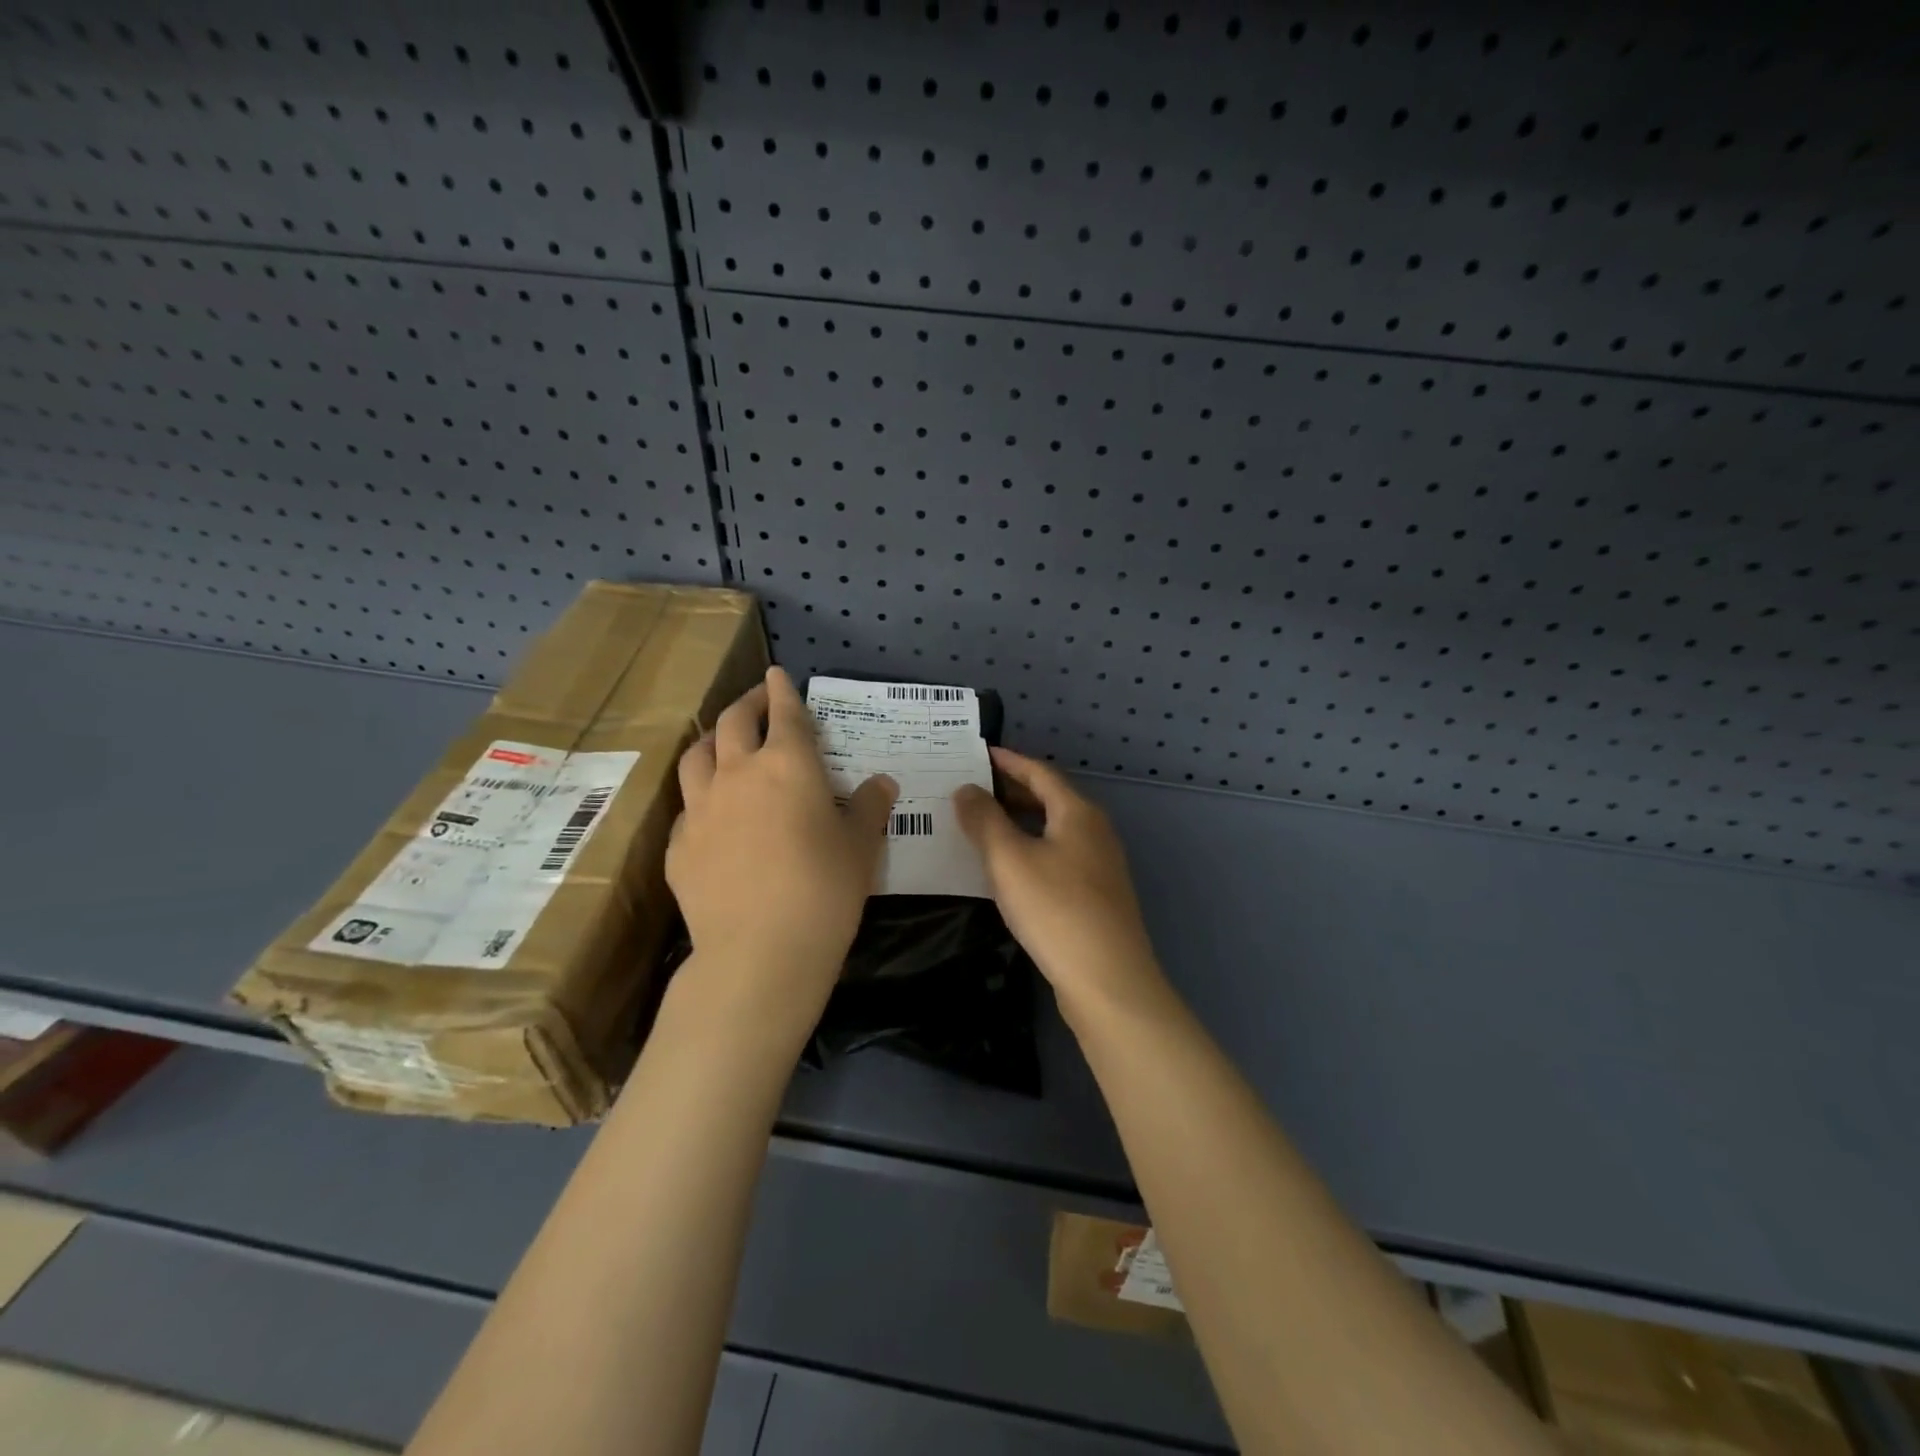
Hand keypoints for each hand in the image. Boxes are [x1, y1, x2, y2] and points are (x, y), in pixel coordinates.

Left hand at [667, 668, 896, 1024]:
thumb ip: (871, 807)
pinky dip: (701, 794)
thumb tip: (883, 783)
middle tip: (759, 700)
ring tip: (723, 743)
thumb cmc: (824, 890)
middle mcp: (737, 774)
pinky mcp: (679, 845)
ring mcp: (701, 808)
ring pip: (697, 755)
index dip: (783, 689)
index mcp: (787, 765)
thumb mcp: (861, 847)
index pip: (785, 712)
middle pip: (733, 722)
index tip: (779, 674)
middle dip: (748, 703)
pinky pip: (687, 805)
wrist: (759, 952)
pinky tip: (712, 813)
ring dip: (713, 739)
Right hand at [953, 748, 1164, 1015]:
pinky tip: (1009, 870)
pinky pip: (1058, 856)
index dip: (1008, 761)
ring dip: (1020, 822)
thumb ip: (984, 820)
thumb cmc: (1056, 909)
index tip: (979, 754)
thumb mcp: (1009, 860)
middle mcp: (1095, 831)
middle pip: (1050, 799)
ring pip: (1054, 830)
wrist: (1108, 980)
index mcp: (1078, 813)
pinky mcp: (1098, 896)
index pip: (1040, 772)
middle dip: (1012, 791)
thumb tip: (967, 789)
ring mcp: (1100, 865)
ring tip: (983, 826)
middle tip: (972, 790)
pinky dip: (1031, 849)